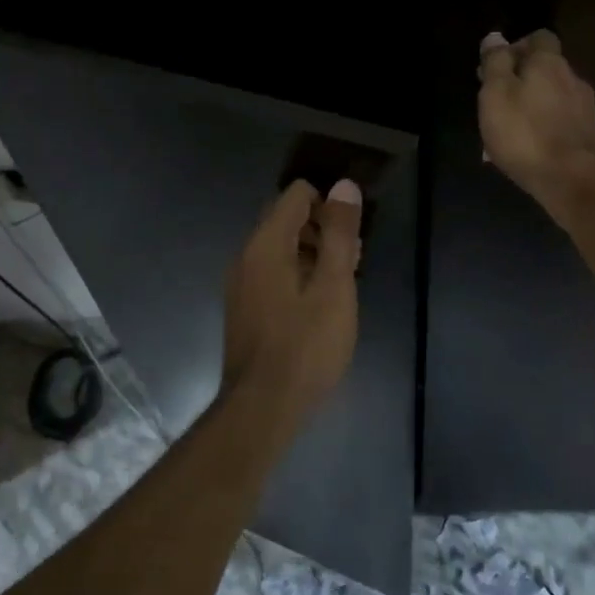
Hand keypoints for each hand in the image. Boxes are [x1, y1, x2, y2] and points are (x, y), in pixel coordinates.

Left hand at [221, 178, 362, 425]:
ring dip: (313, 253)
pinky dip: (297, 275)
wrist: (262, 408)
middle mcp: (246, 255)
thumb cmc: (305, 346)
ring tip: (343, 283)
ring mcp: (241, 283)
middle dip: (323, 229)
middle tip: (353, 260)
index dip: (329, 204)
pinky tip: (319, 304)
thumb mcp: (334, 287)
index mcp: (266, 243)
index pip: (296, 195)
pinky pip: (272, 273)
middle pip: (286, 219)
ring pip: (280, 249)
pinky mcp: (244, 308)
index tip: (352, 233)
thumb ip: (339, 234)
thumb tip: (344, 186)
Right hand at [478, 29, 594, 220]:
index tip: (497, 67)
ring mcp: (585, 106)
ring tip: (510, 125)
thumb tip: (495, 37)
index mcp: (549, 63)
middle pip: (546, 66)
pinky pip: (560, 118)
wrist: (570, 179)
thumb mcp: (496, 94)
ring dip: (532, 102)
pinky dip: (544, 123)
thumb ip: (495, 63)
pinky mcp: (587, 132)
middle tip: (496, 98)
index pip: (539, 37)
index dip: (517, 46)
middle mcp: (572, 77)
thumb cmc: (524, 133)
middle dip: (521, 76)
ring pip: (553, 94)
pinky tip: (529, 143)